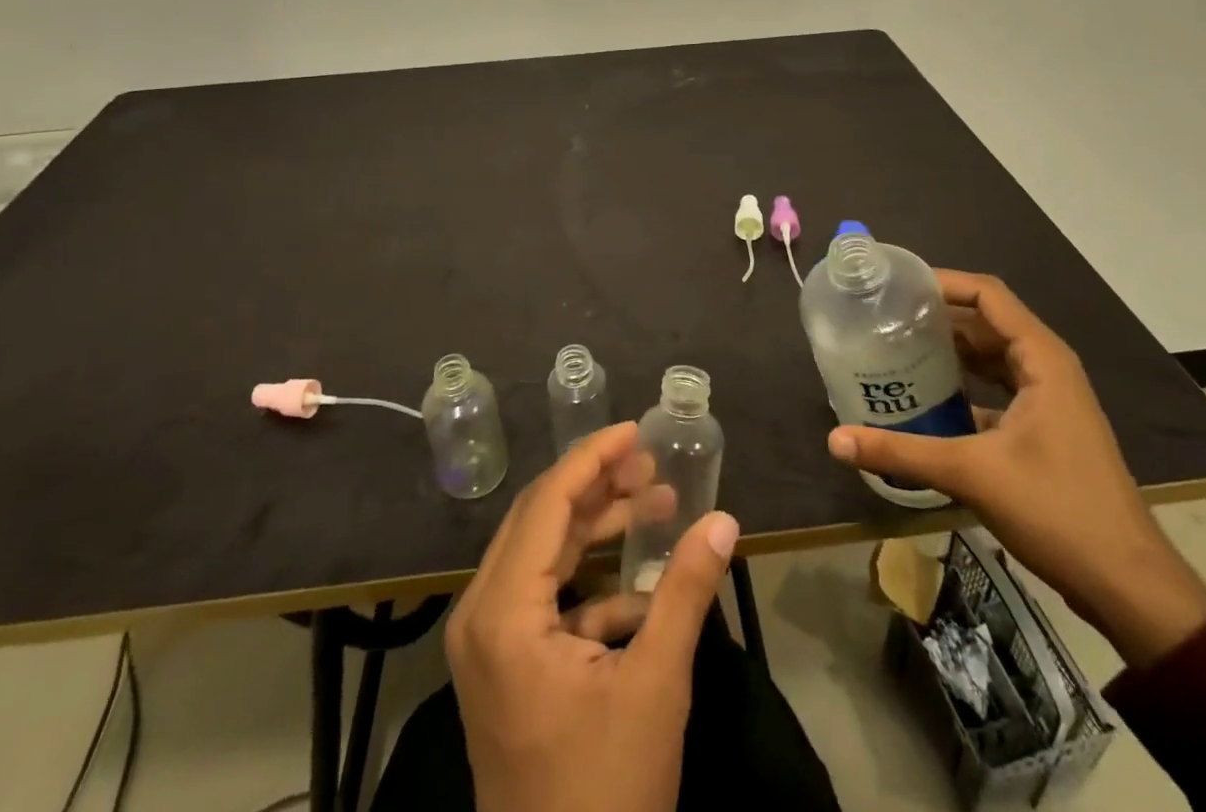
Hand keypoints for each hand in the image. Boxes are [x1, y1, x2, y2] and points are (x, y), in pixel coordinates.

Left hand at [447, 421, 740, 811]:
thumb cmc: (605, 790)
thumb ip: (686, 592)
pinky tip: (643, 588)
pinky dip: (590, 582)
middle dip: (597, 486)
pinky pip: (545, 598)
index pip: (547, 503)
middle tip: (650, 465)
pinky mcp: (504, 667)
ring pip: (542, 555)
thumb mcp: (655, 685)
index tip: (633, 430)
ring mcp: (488, 643)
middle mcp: (481, 615)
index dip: (591, 457)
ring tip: (655, 504)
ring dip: (595, 528)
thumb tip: (724, 520)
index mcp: (503, 612)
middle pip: (540, 520)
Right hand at [826, 270, 1205, 667]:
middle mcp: (1047, 368)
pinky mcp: (1044, 429)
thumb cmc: (1058, 511)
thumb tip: (834, 440)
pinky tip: (926, 397)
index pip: (987, 294)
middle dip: (937, 316)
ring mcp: (1049, 400)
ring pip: (991, 356)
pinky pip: (996, 387)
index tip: (896, 284)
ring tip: (896, 347)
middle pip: (986, 321)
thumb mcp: (971, 474)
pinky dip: (963, 384)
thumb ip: (900, 452)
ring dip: (949, 350)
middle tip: (883, 316)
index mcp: (1042, 359)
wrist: (1129, 587)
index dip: (942, 281)